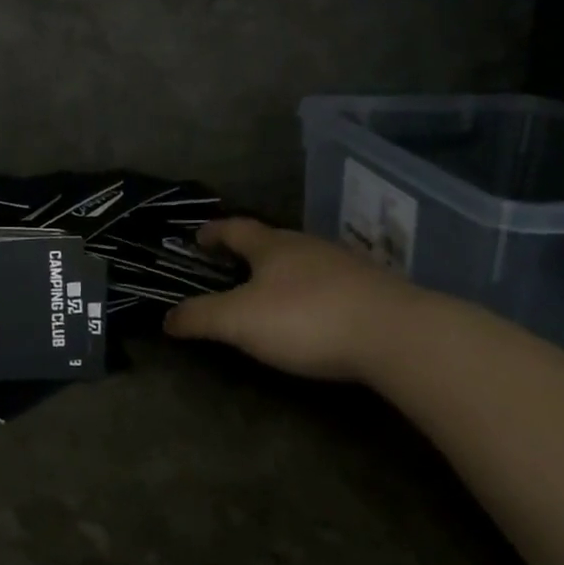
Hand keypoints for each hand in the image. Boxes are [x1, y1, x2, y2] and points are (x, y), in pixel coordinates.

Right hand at [163, 218, 425, 381]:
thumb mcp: (240, 321)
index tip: (197, 236)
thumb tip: (166, 318)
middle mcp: (307, 246)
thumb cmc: (306, 318)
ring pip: (304, 260)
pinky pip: (330, 283)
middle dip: (248, 251)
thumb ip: (201, 317)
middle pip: (271, 241)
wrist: (397, 335)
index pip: (235, 229)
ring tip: (271, 290)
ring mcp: (345, 266)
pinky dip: (313, 291)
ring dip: (283, 270)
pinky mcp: (373, 290)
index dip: (213, 232)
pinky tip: (315, 311)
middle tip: (230, 265)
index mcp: (271, 246)